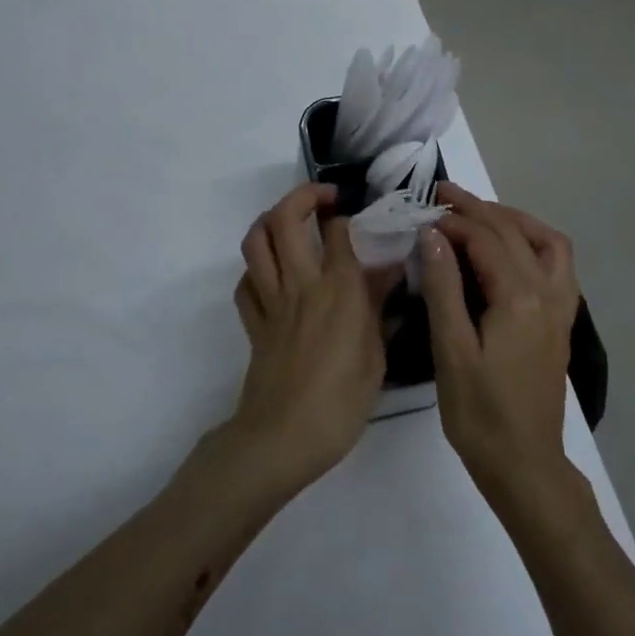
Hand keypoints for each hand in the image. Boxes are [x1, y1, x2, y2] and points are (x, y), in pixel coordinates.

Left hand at [227, 183, 388, 495]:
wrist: (283, 438)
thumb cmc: (341, 402)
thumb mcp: (376, 355)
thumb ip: (379, 307)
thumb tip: (389, 271)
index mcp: (338, 290)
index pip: (337, 230)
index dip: (347, 215)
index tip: (360, 217)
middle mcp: (301, 284)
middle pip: (285, 220)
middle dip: (302, 196)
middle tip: (323, 199)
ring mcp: (271, 302)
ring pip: (256, 243)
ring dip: (270, 221)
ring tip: (291, 222)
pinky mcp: (253, 324)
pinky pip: (245, 284)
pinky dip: (256, 270)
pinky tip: (273, 274)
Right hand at [421, 184, 581, 513]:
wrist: (525, 464)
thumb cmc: (479, 413)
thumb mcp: (451, 350)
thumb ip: (444, 287)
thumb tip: (432, 236)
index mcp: (519, 298)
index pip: (485, 239)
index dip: (451, 222)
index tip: (421, 215)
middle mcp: (548, 292)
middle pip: (513, 232)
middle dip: (477, 208)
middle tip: (442, 194)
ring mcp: (562, 306)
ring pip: (546, 241)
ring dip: (513, 219)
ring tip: (479, 213)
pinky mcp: (562, 321)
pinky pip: (558, 263)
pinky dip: (536, 242)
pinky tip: (512, 248)